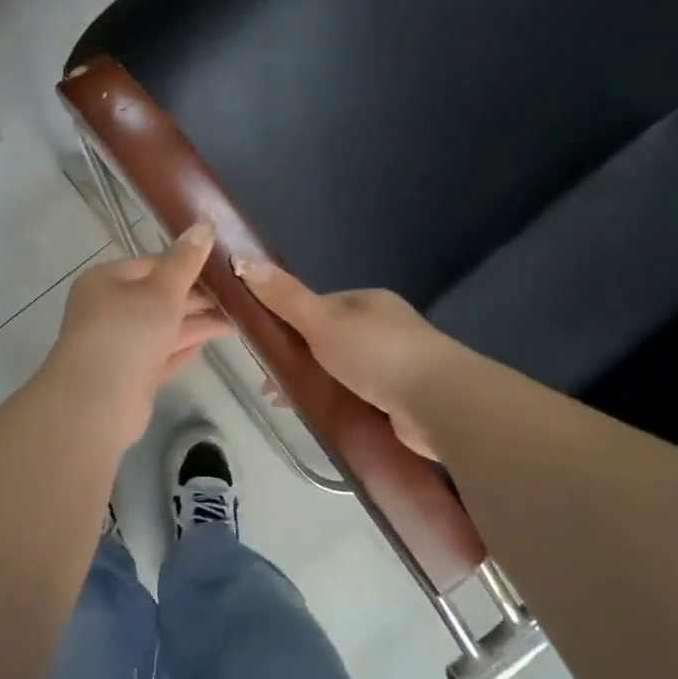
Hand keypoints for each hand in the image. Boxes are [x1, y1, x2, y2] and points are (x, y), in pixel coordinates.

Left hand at [40, 224, 233, 449]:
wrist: (96, 401)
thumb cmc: (127, 332)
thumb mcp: (162, 290)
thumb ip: (185, 261)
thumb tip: (204, 224)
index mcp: (106, 281)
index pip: (151, 264)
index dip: (186, 265)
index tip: (222, 268)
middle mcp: (108, 310)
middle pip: (158, 297)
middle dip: (196, 297)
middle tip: (238, 295)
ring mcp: (118, 345)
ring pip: (163, 327)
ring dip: (196, 323)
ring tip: (238, 319)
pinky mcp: (129, 375)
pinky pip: (161, 354)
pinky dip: (183, 347)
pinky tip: (209, 342)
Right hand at [238, 261, 448, 459]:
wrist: (439, 403)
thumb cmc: (376, 352)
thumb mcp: (321, 320)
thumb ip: (283, 296)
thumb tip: (239, 259)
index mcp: (367, 302)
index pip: (318, 306)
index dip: (287, 322)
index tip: (262, 345)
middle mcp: (384, 328)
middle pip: (328, 339)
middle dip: (299, 358)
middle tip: (270, 384)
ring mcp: (397, 364)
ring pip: (343, 371)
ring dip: (316, 384)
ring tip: (288, 405)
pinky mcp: (404, 400)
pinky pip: (360, 398)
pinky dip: (338, 405)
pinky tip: (321, 419)